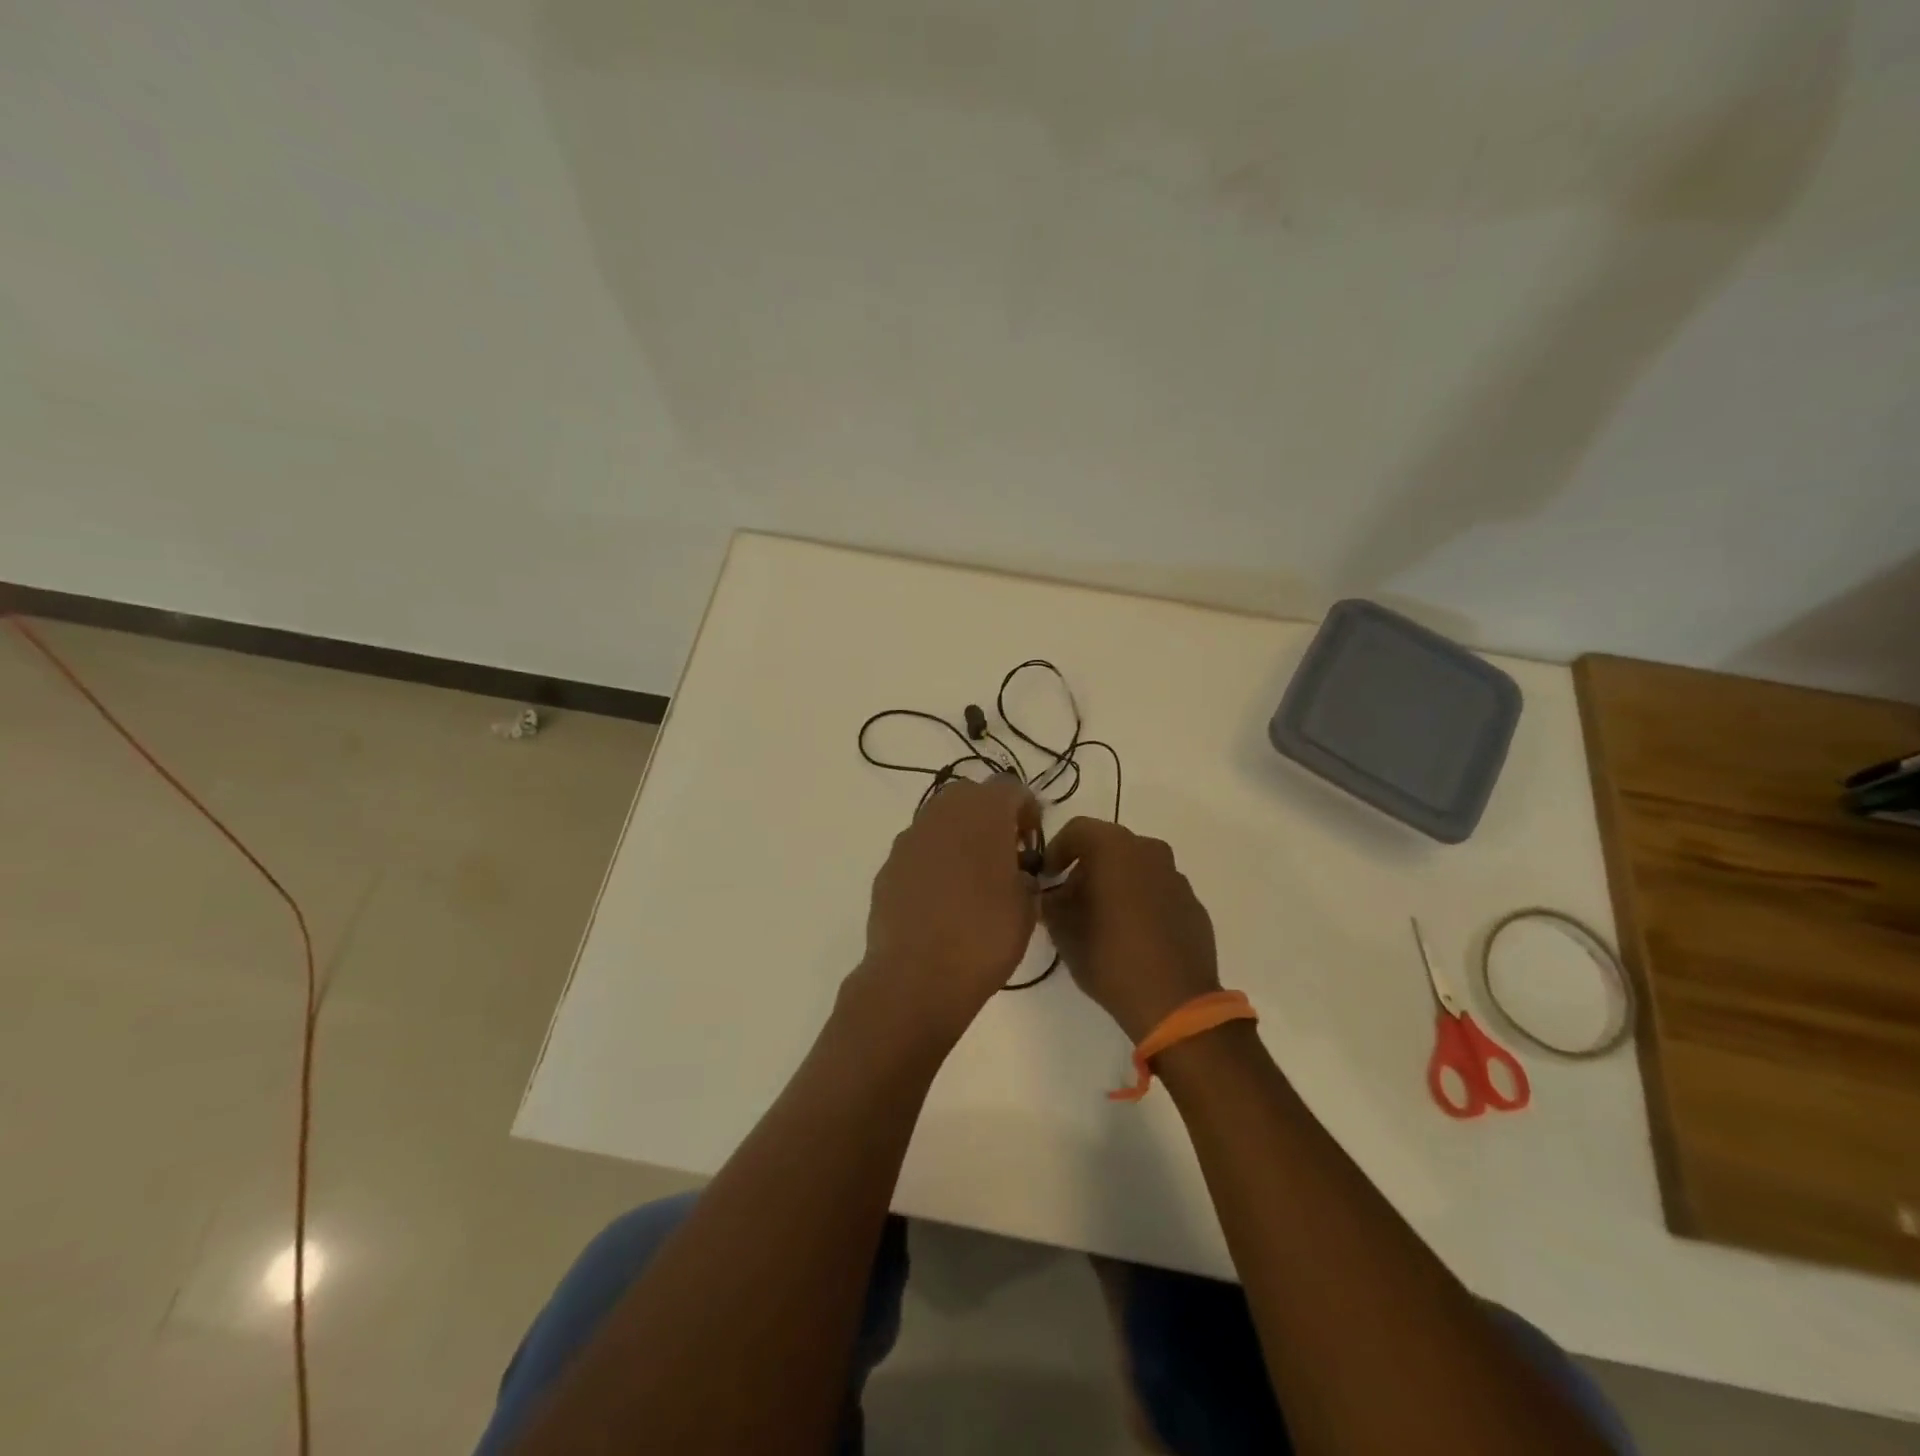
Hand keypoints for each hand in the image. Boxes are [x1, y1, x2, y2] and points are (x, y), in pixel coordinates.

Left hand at [850, 775, 1042, 1047]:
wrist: (916, 977)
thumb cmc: (984, 936)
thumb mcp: (1028, 906)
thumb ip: (1026, 876)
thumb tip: (1016, 871)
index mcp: (982, 812)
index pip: (1010, 788)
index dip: (1027, 811)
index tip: (1032, 844)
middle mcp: (941, 814)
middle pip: (970, 797)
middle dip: (990, 818)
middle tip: (1005, 856)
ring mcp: (909, 839)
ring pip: (941, 821)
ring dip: (960, 838)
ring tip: (974, 880)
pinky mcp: (887, 867)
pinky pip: (919, 851)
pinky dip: (934, 862)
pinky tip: (942, 900)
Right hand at [1041, 819, 1219, 1042]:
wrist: (1175, 1002)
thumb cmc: (1110, 957)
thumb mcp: (1063, 930)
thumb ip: (1050, 902)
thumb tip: (1049, 894)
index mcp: (1115, 848)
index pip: (1077, 830)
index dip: (1056, 851)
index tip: (1047, 878)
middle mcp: (1149, 851)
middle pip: (1108, 846)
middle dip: (1086, 867)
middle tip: (1070, 900)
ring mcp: (1176, 877)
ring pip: (1136, 867)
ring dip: (1115, 883)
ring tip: (1101, 919)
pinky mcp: (1193, 904)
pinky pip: (1157, 891)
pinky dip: (1140, 901)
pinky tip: (1132, 935)